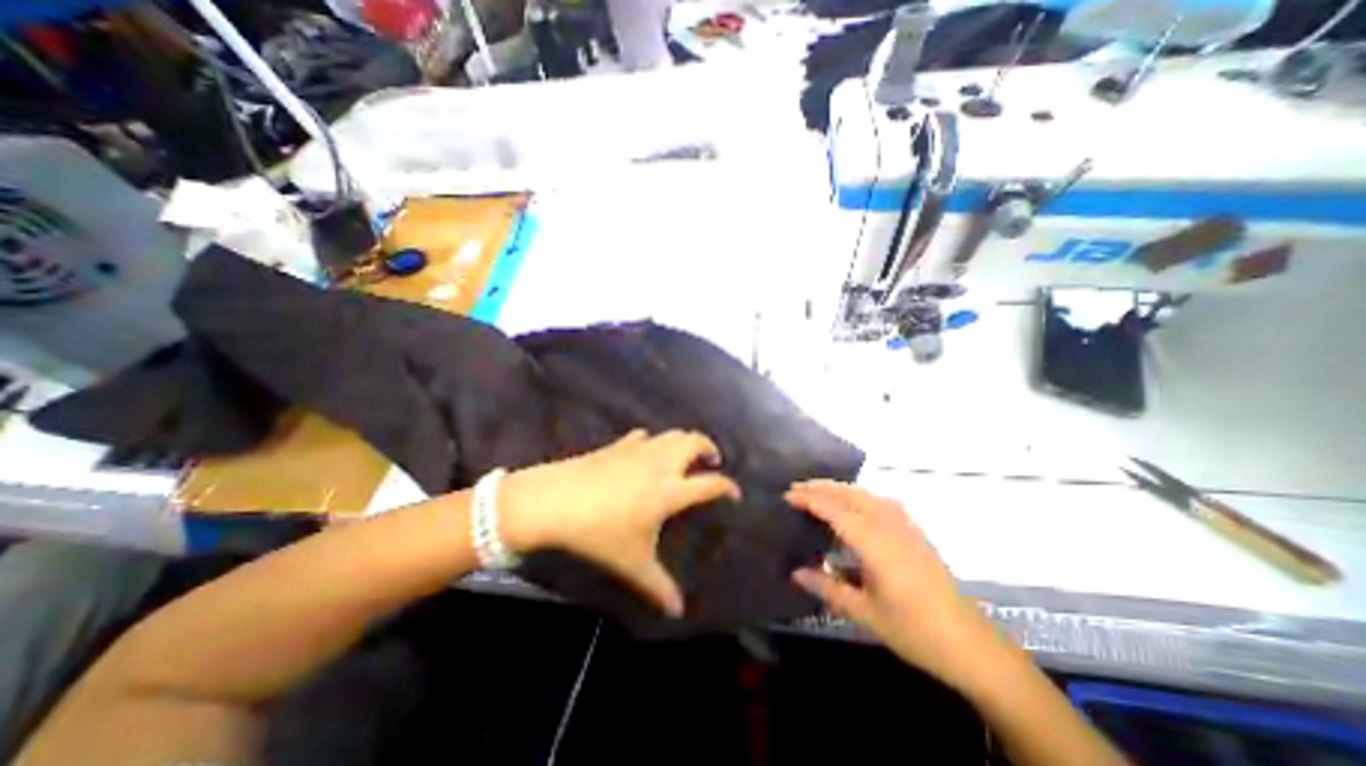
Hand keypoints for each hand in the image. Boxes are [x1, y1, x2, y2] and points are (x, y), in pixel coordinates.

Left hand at [502, 431, 737, 616]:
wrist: (554, 502)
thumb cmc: (599, 533)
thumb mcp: (632, 563)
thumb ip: (659, 587)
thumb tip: (677, 611)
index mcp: (671, 490)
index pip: (711, 483)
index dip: (728, 486)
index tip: (734, 494)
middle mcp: (661, 463)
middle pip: (695, 442)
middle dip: (708, 448)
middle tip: (711, 462)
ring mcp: (639, 449)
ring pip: (672, 434)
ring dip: (684, 441)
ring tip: (684, 456)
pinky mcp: (619, 445)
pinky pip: (644, 436)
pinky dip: (654, 442)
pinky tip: (647, 453)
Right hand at [790, 486, 1013, 692]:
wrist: (972, 644)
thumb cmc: (915, 631)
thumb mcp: (865, 614)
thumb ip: (828, 589)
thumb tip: (796, 573)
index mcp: (875, 543)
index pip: (835, 511)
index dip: (809, 500)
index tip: (787, 495)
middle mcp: (889, 526)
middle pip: (849, 495)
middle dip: (821, 488)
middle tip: (795, 487)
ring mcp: (905, 526)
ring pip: (865, 494)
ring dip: (839, 488)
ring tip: (817, 489)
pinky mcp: (914, 531)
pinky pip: (880, 501)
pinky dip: (859, 494)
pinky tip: (854, 502)